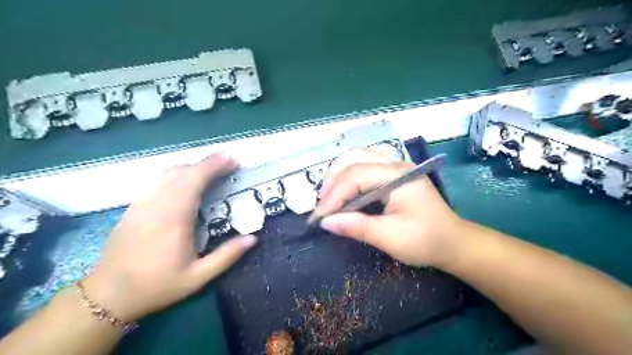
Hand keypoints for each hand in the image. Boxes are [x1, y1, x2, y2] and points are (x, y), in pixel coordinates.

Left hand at [83, 154, 255, 319]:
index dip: (213, 166)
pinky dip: (177, 174)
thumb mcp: (198, 277)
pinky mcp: (133, 207)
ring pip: (168, 174)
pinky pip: (157, 181)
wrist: (108, 295)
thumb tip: (253, 238)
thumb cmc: (158, 285)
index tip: (232, 160)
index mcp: (174, 219)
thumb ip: (227, 256)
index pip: (194, 181)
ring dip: (192, 167)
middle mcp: (157, 205)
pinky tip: (186, 181)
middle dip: (207, 163)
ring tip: (212, 169)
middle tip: (229, 162)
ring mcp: (142, 204)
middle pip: (183, 172)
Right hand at [313, 147, 462, 265]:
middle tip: (322, 203)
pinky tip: (344, 188)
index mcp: (398, 176)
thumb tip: (326, 222)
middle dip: (333, 179)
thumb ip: (357, 227)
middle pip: (355, 158)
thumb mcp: (390, 238)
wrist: (453, 242)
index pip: (356, 175)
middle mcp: (396, 164)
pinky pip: (365, 164)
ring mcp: (395, 166)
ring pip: (358, 157)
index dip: (334, 195)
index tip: (319, 216)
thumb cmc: (425, 241)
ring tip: (328, 195)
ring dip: (339, 173)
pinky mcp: (393, 174)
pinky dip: (349, 174)